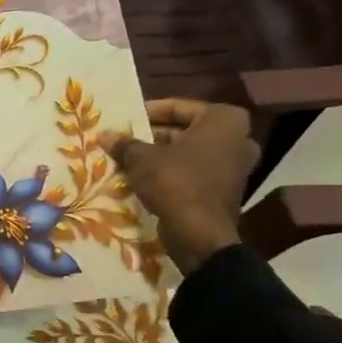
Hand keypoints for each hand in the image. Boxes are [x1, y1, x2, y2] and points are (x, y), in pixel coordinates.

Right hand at [103, 100, 257, 275]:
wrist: (199, 234)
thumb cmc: (175, 182)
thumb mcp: (142, 158)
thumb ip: (125, 143)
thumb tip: (104, 134)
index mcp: (224, 120)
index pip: (178, 107)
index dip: (149, 112)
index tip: (126, 120)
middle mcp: (237, 139)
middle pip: (186, 130)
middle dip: (155, 135)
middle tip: (127, 138)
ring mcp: (234, 166)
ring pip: (190, 152)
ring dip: (162, 155)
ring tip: (130, 158)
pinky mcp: (226, 190)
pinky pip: (195, 172)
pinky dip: (173, 172)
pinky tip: (145, 178)